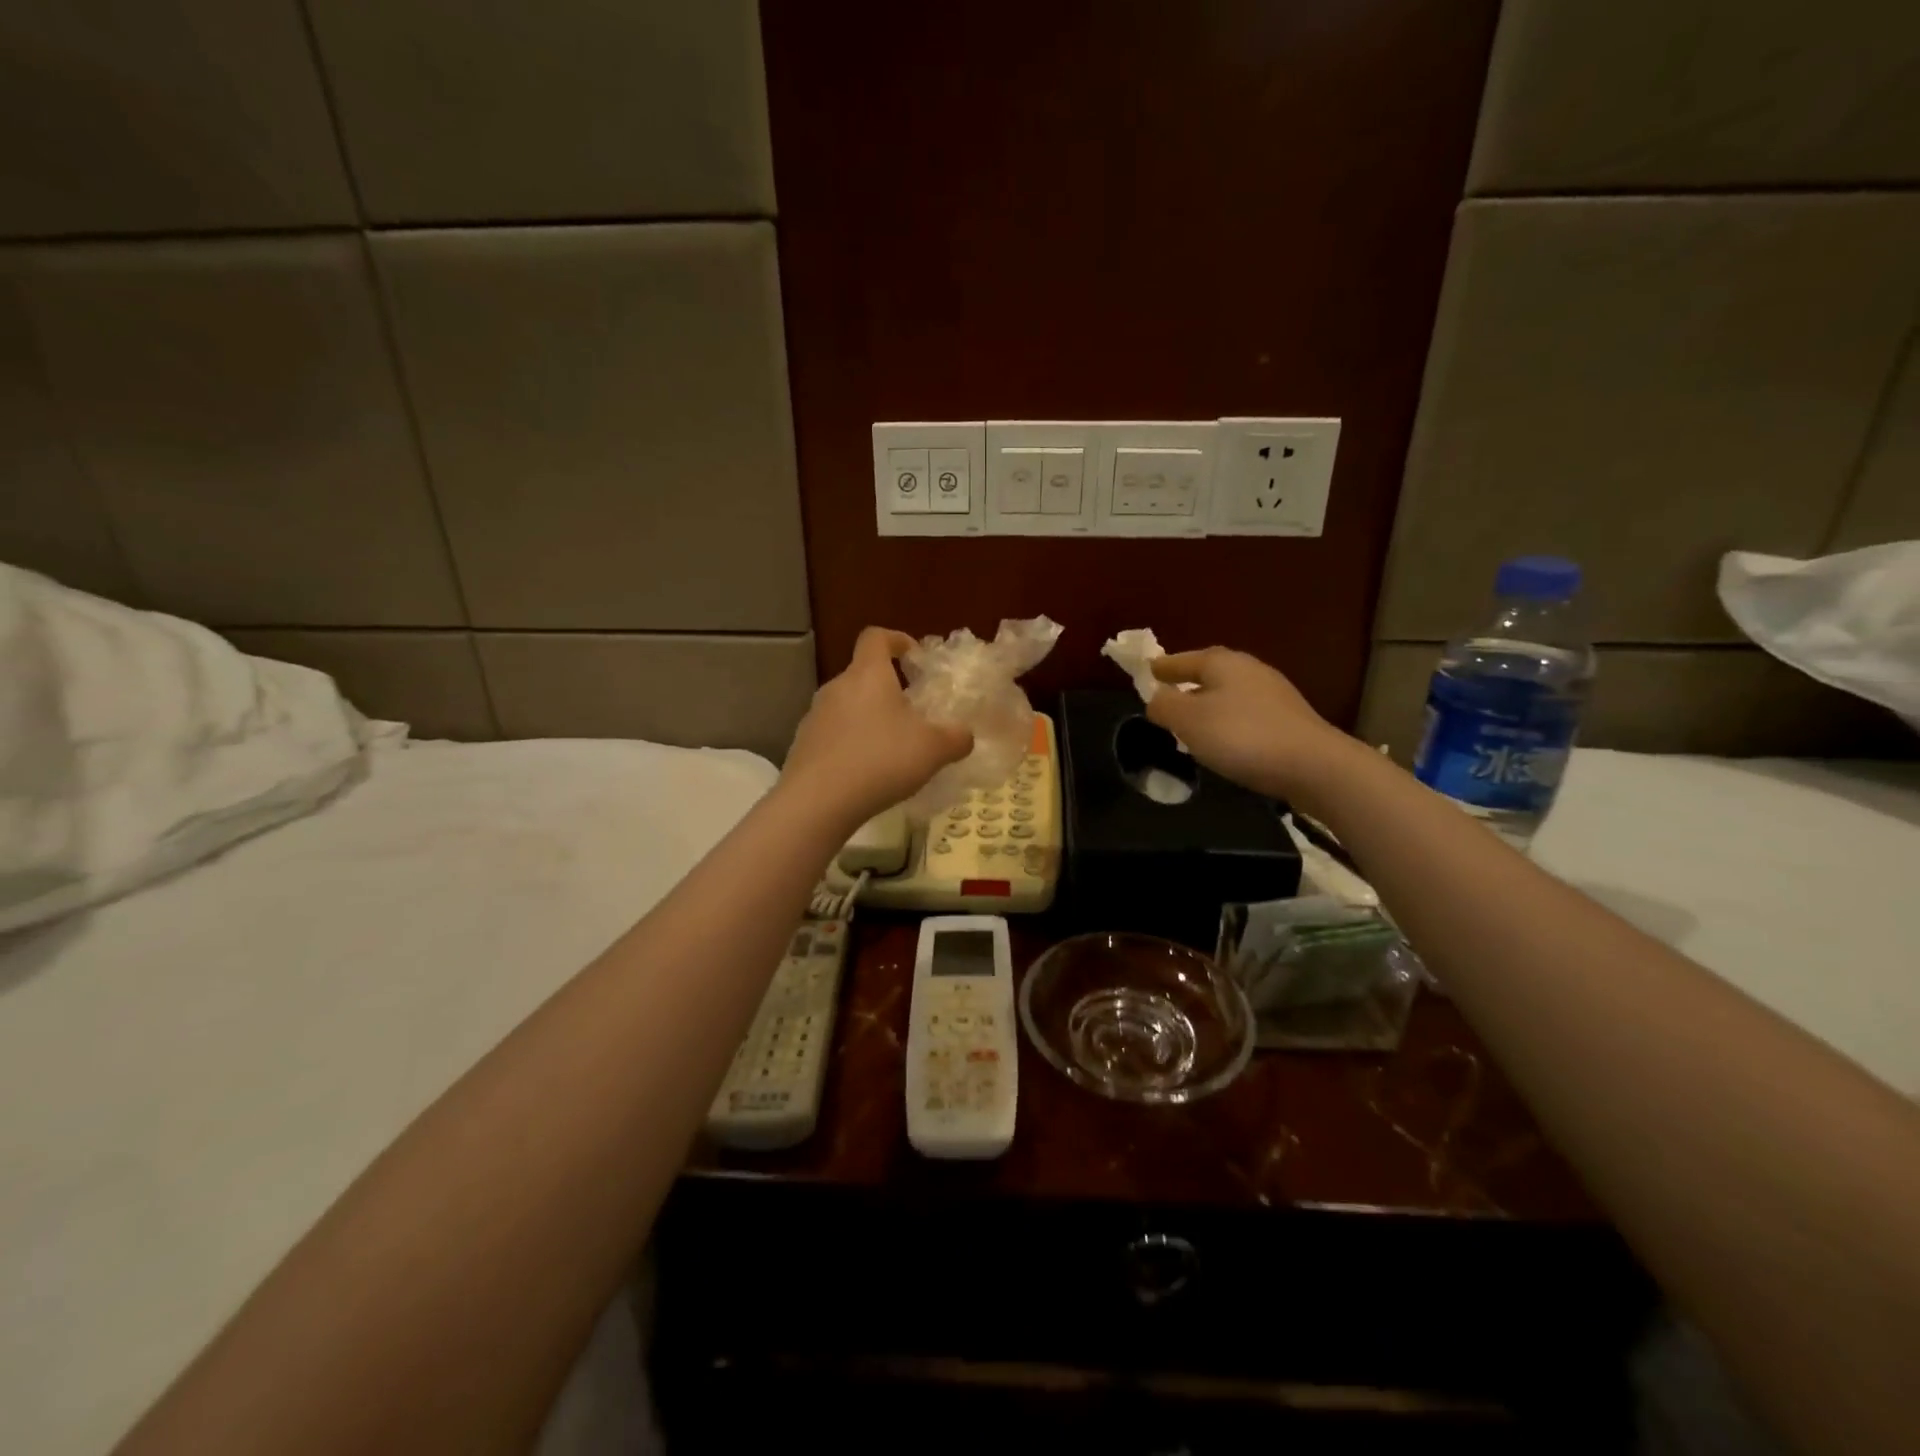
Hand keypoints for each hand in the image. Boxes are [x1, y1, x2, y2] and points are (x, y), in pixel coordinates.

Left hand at [783, 627, 973, 826]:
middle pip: (862, 675)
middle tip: (913, 714)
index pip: (876, 637)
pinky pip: (834, 735)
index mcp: (868, 675)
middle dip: (888, 689)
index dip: (896, 639)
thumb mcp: (933, 749)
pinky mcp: (803, 745)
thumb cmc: (880, 760)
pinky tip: (867, 773)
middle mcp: (837, 687)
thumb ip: (956, 738)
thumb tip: (965, 735)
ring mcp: (815, 716)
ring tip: (892, 748)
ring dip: (869, 719)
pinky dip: (852, 744)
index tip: (914, 656)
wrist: (817, 802)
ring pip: (848, 707)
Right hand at [1146, 647, 1350, 802]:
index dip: (1163, 667)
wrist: (1313, 765)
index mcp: (1222, 663)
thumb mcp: (1188, 721)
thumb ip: (1164, 705)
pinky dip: (1229, 721)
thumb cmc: (1241, 736)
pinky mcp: (1288, 720)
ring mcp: (1274, 694)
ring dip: (1209, 704)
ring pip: (1229, 694)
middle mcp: (1249, 670)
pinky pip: (1246, 714)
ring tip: (1192, 723)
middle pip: (1210, 673)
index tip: (1148, 670)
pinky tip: (1224, 740)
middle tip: (1168, 696)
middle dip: (1188, 683)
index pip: (1184, 660)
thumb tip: (1156, 697)